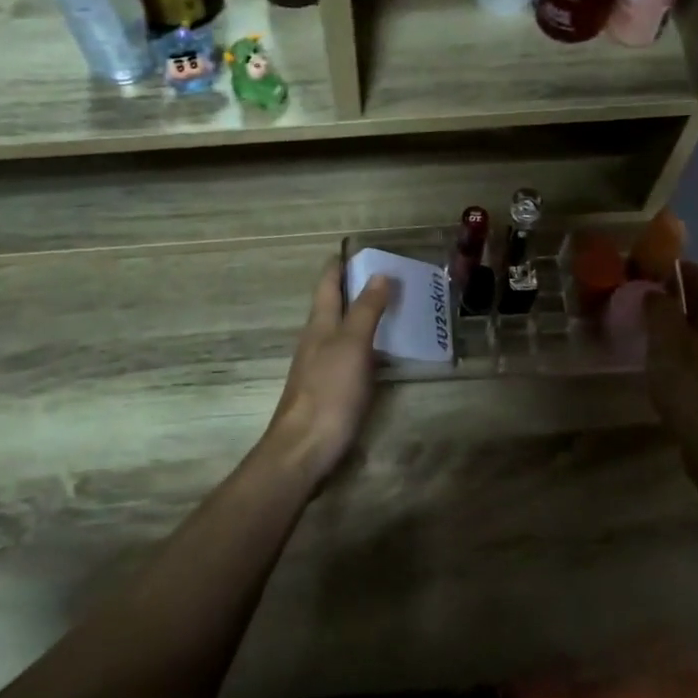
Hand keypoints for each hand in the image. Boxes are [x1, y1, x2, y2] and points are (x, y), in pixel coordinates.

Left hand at [260, 259, 391, 484]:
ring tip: (393, 308)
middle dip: (356, 288)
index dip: (340, 265)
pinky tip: (382, 352)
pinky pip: (349, 355)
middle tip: (389, 276)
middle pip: (334, 306)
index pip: (328, 284)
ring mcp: (321, 366)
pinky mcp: (329, 390)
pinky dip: (366, 344)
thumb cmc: (329, 391)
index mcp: (319, 324)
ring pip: (342, 331)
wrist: (305, 448)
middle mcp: (317, 340)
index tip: (359, 249)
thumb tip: (379, 273)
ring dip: (363, 316)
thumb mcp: (352, 345)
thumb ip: (366, 310)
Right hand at [644, 260, 697, 445]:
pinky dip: (689, 347)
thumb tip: (655, 291)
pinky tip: (669, 362)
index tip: (654, 267)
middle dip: (681, 295)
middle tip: (649, 297)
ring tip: (654, 328)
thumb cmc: (690, 385)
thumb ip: (659, 308)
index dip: (682, 269)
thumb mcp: (666, 340)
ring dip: (684, 323)